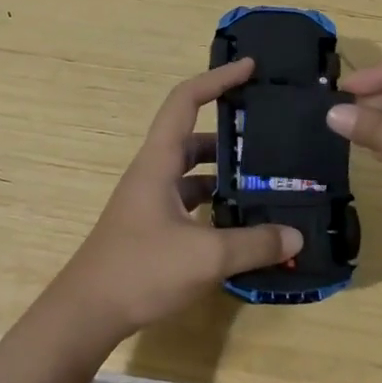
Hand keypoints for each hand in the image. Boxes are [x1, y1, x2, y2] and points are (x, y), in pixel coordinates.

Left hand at [47, 58, 300, 345]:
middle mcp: (153, 173)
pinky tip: (242, 223)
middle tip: (270, 138)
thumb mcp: (205, 256)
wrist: (86, 313)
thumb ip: (253, 244)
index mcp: (158, 162)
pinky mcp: (152, 227)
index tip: (250, 69)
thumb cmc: (140, 270)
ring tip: (266, 182)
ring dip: (224, 173)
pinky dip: (215, 204)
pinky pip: (190, 201)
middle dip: (230, 134)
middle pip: (193, 137)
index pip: (185, 100)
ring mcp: (151, 201)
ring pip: (193, 173)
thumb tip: (295, 235)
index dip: (217, 79)